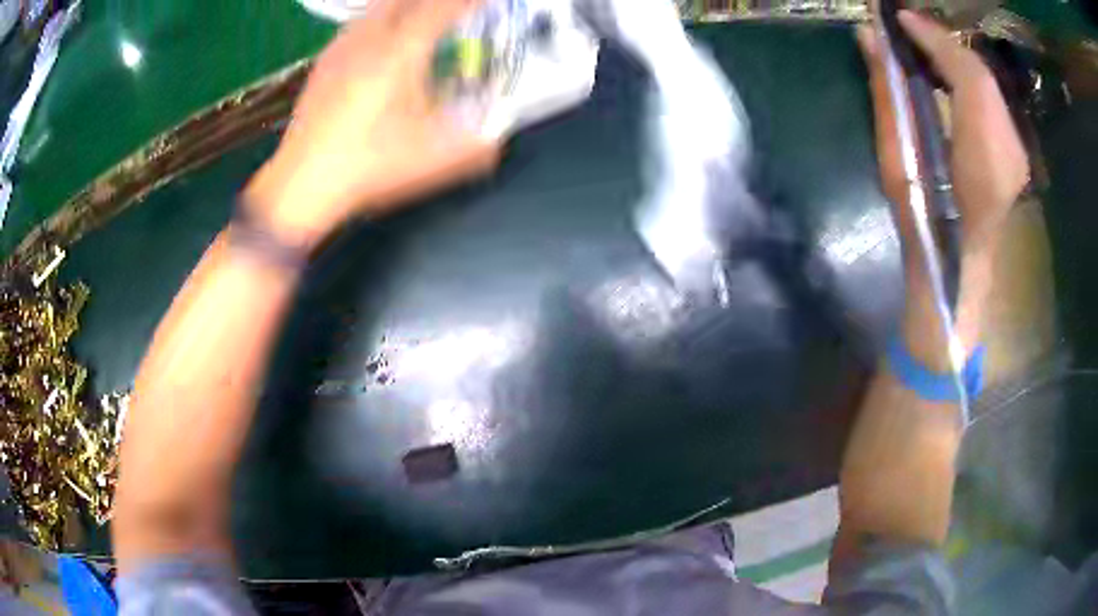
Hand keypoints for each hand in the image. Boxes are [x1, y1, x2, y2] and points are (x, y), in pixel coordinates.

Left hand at [245, 0, 499, 248]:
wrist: (301, 184)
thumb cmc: (367, 166)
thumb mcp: (431, 160)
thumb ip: (476, 147)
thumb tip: (497, 141)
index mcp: (401, 52)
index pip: (444, 7)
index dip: (470, 1)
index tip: (488, 1)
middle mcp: (371, 38)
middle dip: (437, 1)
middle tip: (455, 9)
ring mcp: (343, 46)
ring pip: (380, 5)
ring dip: (407, 5)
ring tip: (425, 16)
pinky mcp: (326, 61)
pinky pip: (360, 22)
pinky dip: (382, 18)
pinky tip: (385, 37)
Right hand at [856, 11, 1028, 258]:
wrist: (957, 268)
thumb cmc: (923, 222)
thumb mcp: (897, 160)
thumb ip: (889, 94)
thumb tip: (870, 38)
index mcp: (983, 154)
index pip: (968, 74)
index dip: (934, 37)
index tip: (901, 18)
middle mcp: (1009, 148)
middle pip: (980, 73)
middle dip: (943, 42)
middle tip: (909, 27)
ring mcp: (1017, 151)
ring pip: (988, 84)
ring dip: (955, 58)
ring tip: (924, 45)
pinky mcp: (1015, 152)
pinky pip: (993, 101)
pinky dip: (968, 78)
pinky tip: (948, 73)